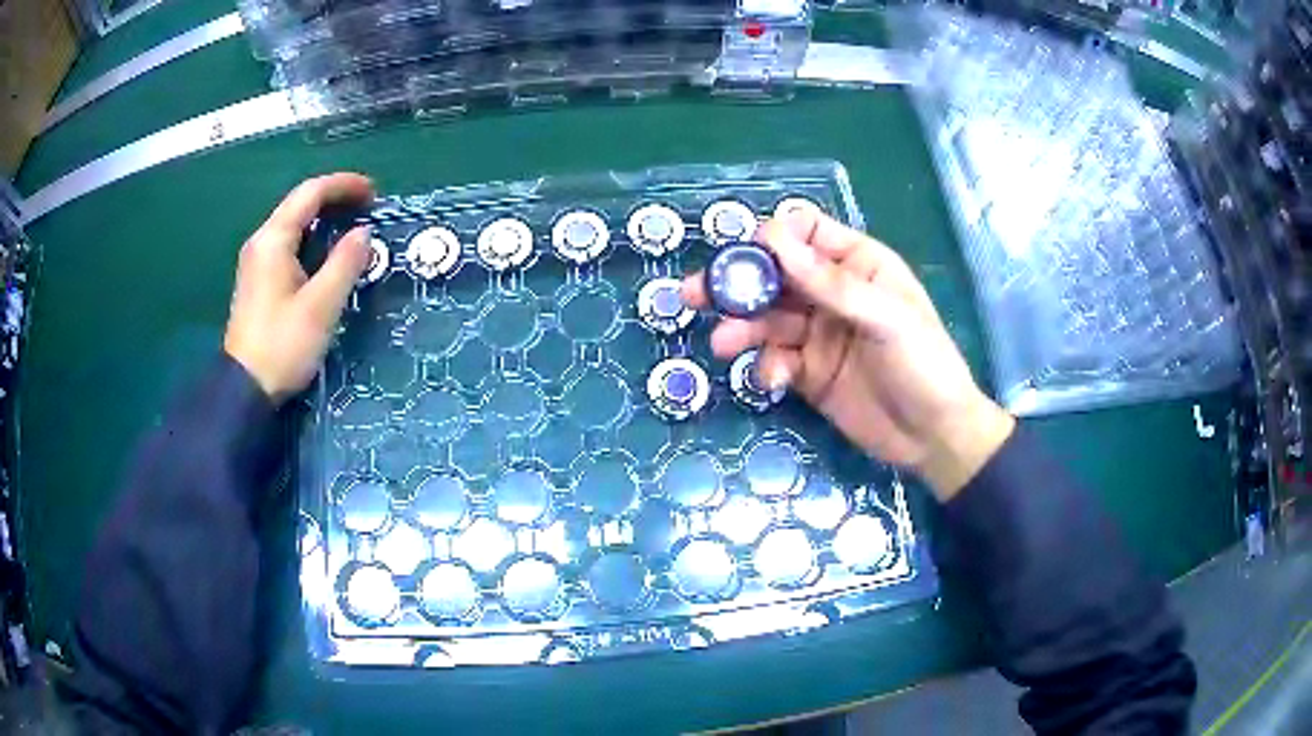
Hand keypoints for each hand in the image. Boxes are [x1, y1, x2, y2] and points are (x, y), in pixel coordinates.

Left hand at [224, 173, 374, 405]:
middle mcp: (262, 242)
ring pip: (294, 224)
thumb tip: (363, 233)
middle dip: (335, 199)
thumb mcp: (321, 305)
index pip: (310, 193)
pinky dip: (312, 238)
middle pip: (300, 204)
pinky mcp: (258, 281)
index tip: (375, 193)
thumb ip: (345, 263)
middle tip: (369, 208)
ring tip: (354, 227)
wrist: (245, 389)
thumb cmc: (283, 345)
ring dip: (325, 219)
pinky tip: (328, 254)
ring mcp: (257, 262)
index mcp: (273, 240)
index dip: (344, 185)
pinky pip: (289, 244)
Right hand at [683, 210, 1013, 499]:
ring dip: (743, 329)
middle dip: (737, 283)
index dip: (774, 237)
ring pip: (768, 319)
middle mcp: (833, 293)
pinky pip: (776, 359)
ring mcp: (819, 334)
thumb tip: (774, 239)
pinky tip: (772, 382)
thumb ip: (831, 284)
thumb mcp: (886, 320)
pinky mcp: (809, 372)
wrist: (934, 437)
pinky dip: (767, 368)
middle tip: (695, 293)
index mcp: (858, 264)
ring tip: (721, 345)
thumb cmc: (924, 365)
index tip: (746, 256)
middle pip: (775, 276)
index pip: (807, 231)